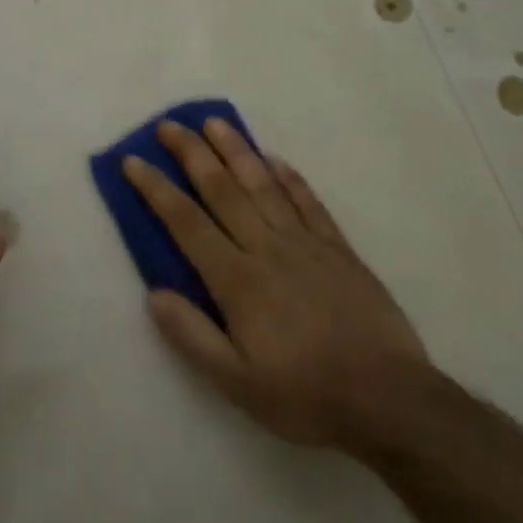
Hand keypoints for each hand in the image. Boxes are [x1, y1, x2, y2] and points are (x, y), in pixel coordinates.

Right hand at [124, 117, 428, 450]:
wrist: (389, 400)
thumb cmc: (305, 395)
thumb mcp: (236, 383)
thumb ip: (192, 336)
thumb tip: (154, 294)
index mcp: (237, 280)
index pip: (186, 222)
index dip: (156, 188)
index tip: (133, 160)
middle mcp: (267, 248)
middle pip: (222, 189)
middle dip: (191, 153)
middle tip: (169, 125)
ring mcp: (306, 243)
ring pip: (263, 184)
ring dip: (236, 150)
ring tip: (215, 122)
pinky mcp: (338, 248)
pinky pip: (308, 201)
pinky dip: (289, 177)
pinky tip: (274, 159)